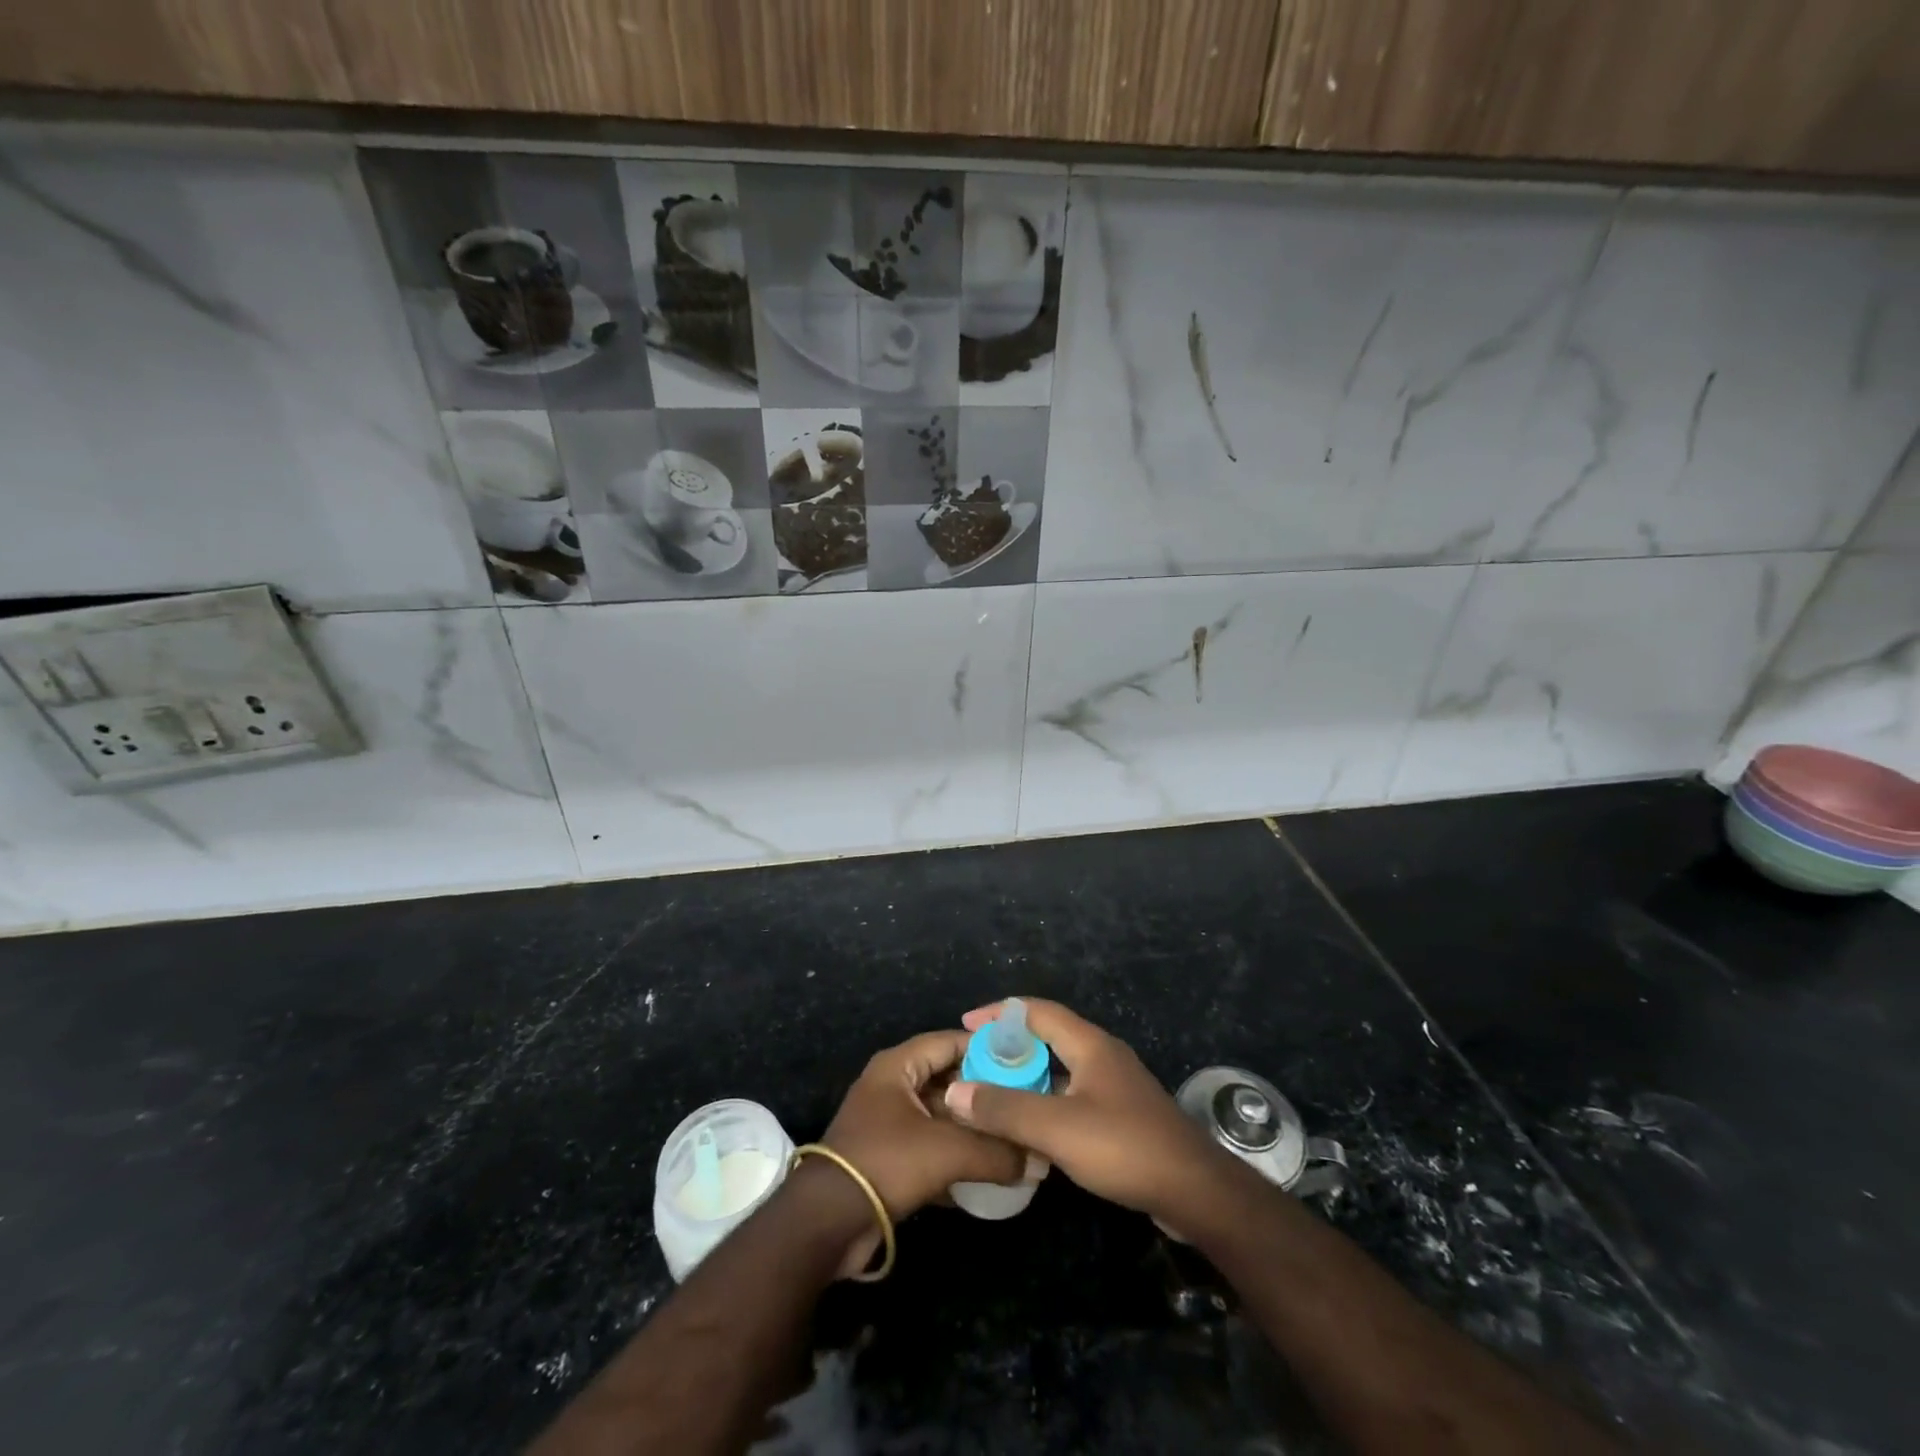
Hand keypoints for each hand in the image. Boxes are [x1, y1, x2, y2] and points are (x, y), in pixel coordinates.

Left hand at [818, 1030, 1026, 1271]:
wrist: (828, 1222)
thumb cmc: (887, 1162)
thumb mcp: (948, 1152)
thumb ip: (997, 1152)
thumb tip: (1039, 1161)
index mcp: (898, 1066)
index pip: (950, 1041)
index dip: (986, 1048)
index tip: (1023, 1061)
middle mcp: (892, 1086)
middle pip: (948, 1079)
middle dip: (984, 1093)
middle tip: (1025, 1102)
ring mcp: (889, 1123)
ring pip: (941, 1116)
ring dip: (973, 1128)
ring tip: (1014, 1137)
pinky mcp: (889, 1158)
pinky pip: (931, 1147)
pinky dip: (957, 1156)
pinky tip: (989, 1171)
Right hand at [944, 999, 1234, 1229]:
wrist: (1195, 1191)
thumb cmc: (1124, 1147)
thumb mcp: (1057, 1128)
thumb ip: (1005, 1109)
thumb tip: (955, 1091)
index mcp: (1089, 1044)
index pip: (1036, 1011)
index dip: (1000, 1013)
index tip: (966, 1024)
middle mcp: (1102, 1055)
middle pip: (1048, 1038)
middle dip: (1010, 1047)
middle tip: (975, 1065)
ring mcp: (1115, 1086)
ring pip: (1061, 1070)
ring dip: (1028, 1078)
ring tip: (994, 1096)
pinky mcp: (1122, 1115)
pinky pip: (1074, 1096)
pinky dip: (1047, 1103)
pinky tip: (1031, 1131)